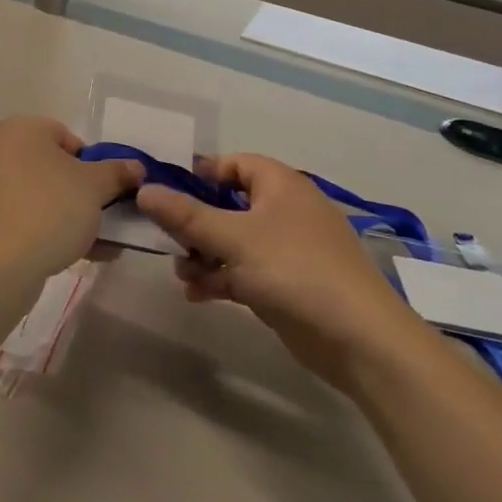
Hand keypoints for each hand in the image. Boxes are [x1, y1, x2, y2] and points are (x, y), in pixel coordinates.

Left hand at [0, 117, 143, 283]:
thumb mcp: (95, 187)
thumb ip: (118, 172)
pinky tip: (80, 256)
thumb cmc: (48, 211)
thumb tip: (136, 167)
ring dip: (75, 218)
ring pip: (44, 198)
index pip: (70, 138)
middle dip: (87, 196)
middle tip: (108, 219)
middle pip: (56, 169)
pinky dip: (52, 232)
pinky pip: (27, 219)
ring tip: (103, 245)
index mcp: (19, 130)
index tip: (109, 192)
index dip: (95, 165)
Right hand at [137, 154, 418, 390]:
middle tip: (167, 240)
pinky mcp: (287, 283)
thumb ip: (186, 215)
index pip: (233, 164)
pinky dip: (221, 278)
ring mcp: (288, 249)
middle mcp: (285, 210)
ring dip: (204, 255)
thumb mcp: (233, 238)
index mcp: (281, 185)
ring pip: (234, 241)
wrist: (357, 337)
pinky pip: (245, 271)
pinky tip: (197, 295)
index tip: (165, 193)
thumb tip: (144, 189)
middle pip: (229, 205)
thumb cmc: (294, 270)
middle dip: (195, 223)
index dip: (199, 175)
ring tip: (181, 274)